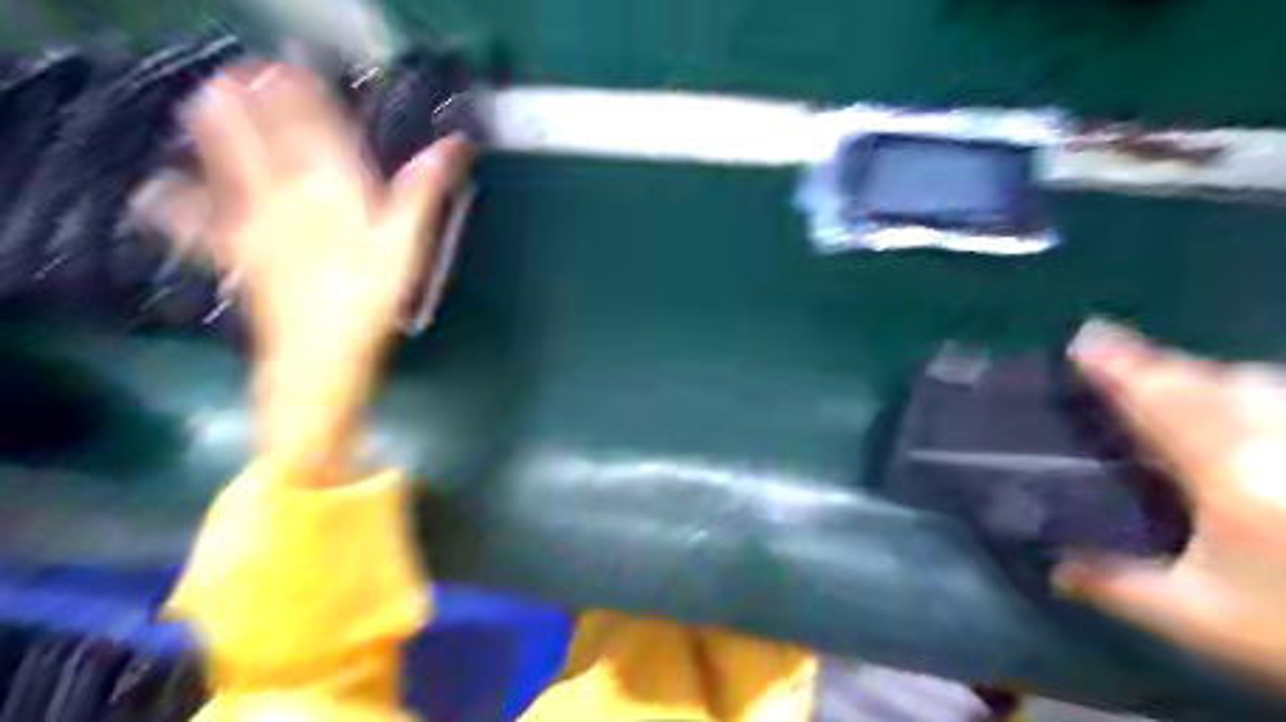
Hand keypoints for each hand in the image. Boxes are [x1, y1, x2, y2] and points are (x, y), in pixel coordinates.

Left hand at [181, 58, 476, 477]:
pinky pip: (204, 227)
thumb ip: (423, 192)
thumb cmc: (371, 301)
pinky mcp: (242, 257)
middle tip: (239, 76)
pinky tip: (160, 194)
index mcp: (333, 194)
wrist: (320, 357)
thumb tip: (453, 145)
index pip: (317, 135)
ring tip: (201, 104)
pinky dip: (180, 209)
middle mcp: (289, 200)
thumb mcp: (407, 246)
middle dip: (254, 108)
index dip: (304, 99)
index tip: (291, 69)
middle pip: (268, 144)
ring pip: (233, 172)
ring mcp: (258, 227)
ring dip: (217, 137)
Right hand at [1062, 321, 1284, 688]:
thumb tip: (1056, 570)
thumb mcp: (1204, 619)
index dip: (1116, 366)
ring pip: (1262, 384)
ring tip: (1180, 387)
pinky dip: (1258, 399)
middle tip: (1118, 366)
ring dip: (1211, 379)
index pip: (1158, 400)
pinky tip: (1252, 420)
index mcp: (1227, 469)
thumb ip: (1121, 586)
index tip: (1081, 336)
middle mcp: (1277, 437)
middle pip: (1213, 379)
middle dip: (1161, 367)